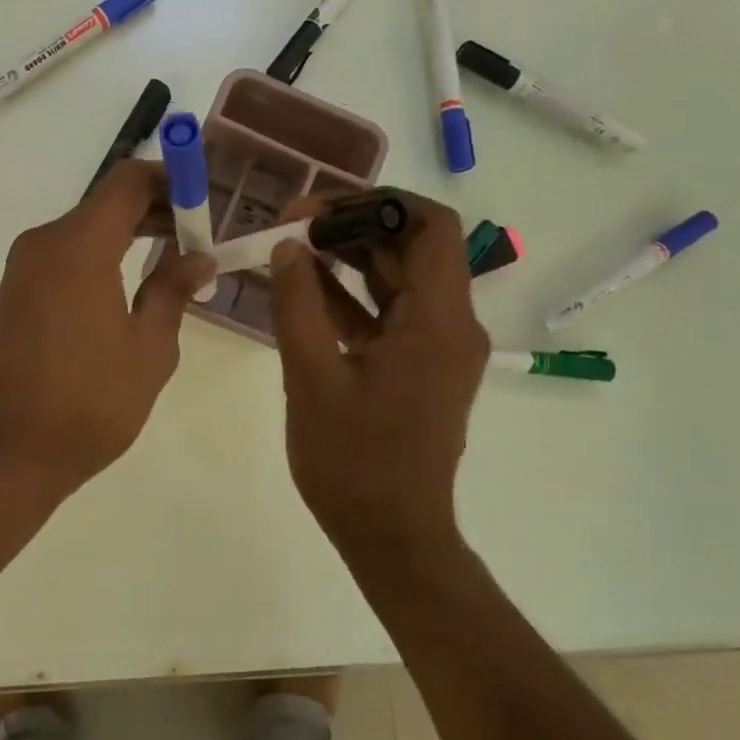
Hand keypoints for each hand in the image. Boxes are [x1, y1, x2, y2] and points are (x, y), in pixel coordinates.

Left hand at [0, 159, 213, 507]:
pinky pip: (66, 255)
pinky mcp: (16, 292)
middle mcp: (45, 242)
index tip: (206, 203)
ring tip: (176, 262)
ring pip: (87, 228)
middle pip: (108, 202)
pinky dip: (103, 256)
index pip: (129, 181)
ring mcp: (24, 267)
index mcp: (79, 246)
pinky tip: (132, 284)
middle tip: (200, 238)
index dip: (172, 181)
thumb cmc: (92, 401)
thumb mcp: (150, 347)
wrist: (12, 452)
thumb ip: (174, 289)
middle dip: (157, 210)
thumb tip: (199, 257)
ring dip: (131, 234)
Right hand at [268, 191, 488, 550]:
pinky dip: (351, 298)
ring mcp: (437, 347)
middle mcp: (451, 325)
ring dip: (348, 260)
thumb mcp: (312, 378)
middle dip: (353, 228)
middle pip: (412, 248)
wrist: (393, 536)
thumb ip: (297, 305)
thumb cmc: (354, 462)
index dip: (378, 203)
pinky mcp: (419, 367)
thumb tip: (288, 246)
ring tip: (291, 251)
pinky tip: (303, 292)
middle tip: (292, 226)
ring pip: (399, 279)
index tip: (318, 209)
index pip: (430, 227)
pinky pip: (389, 314)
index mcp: (439, 322)